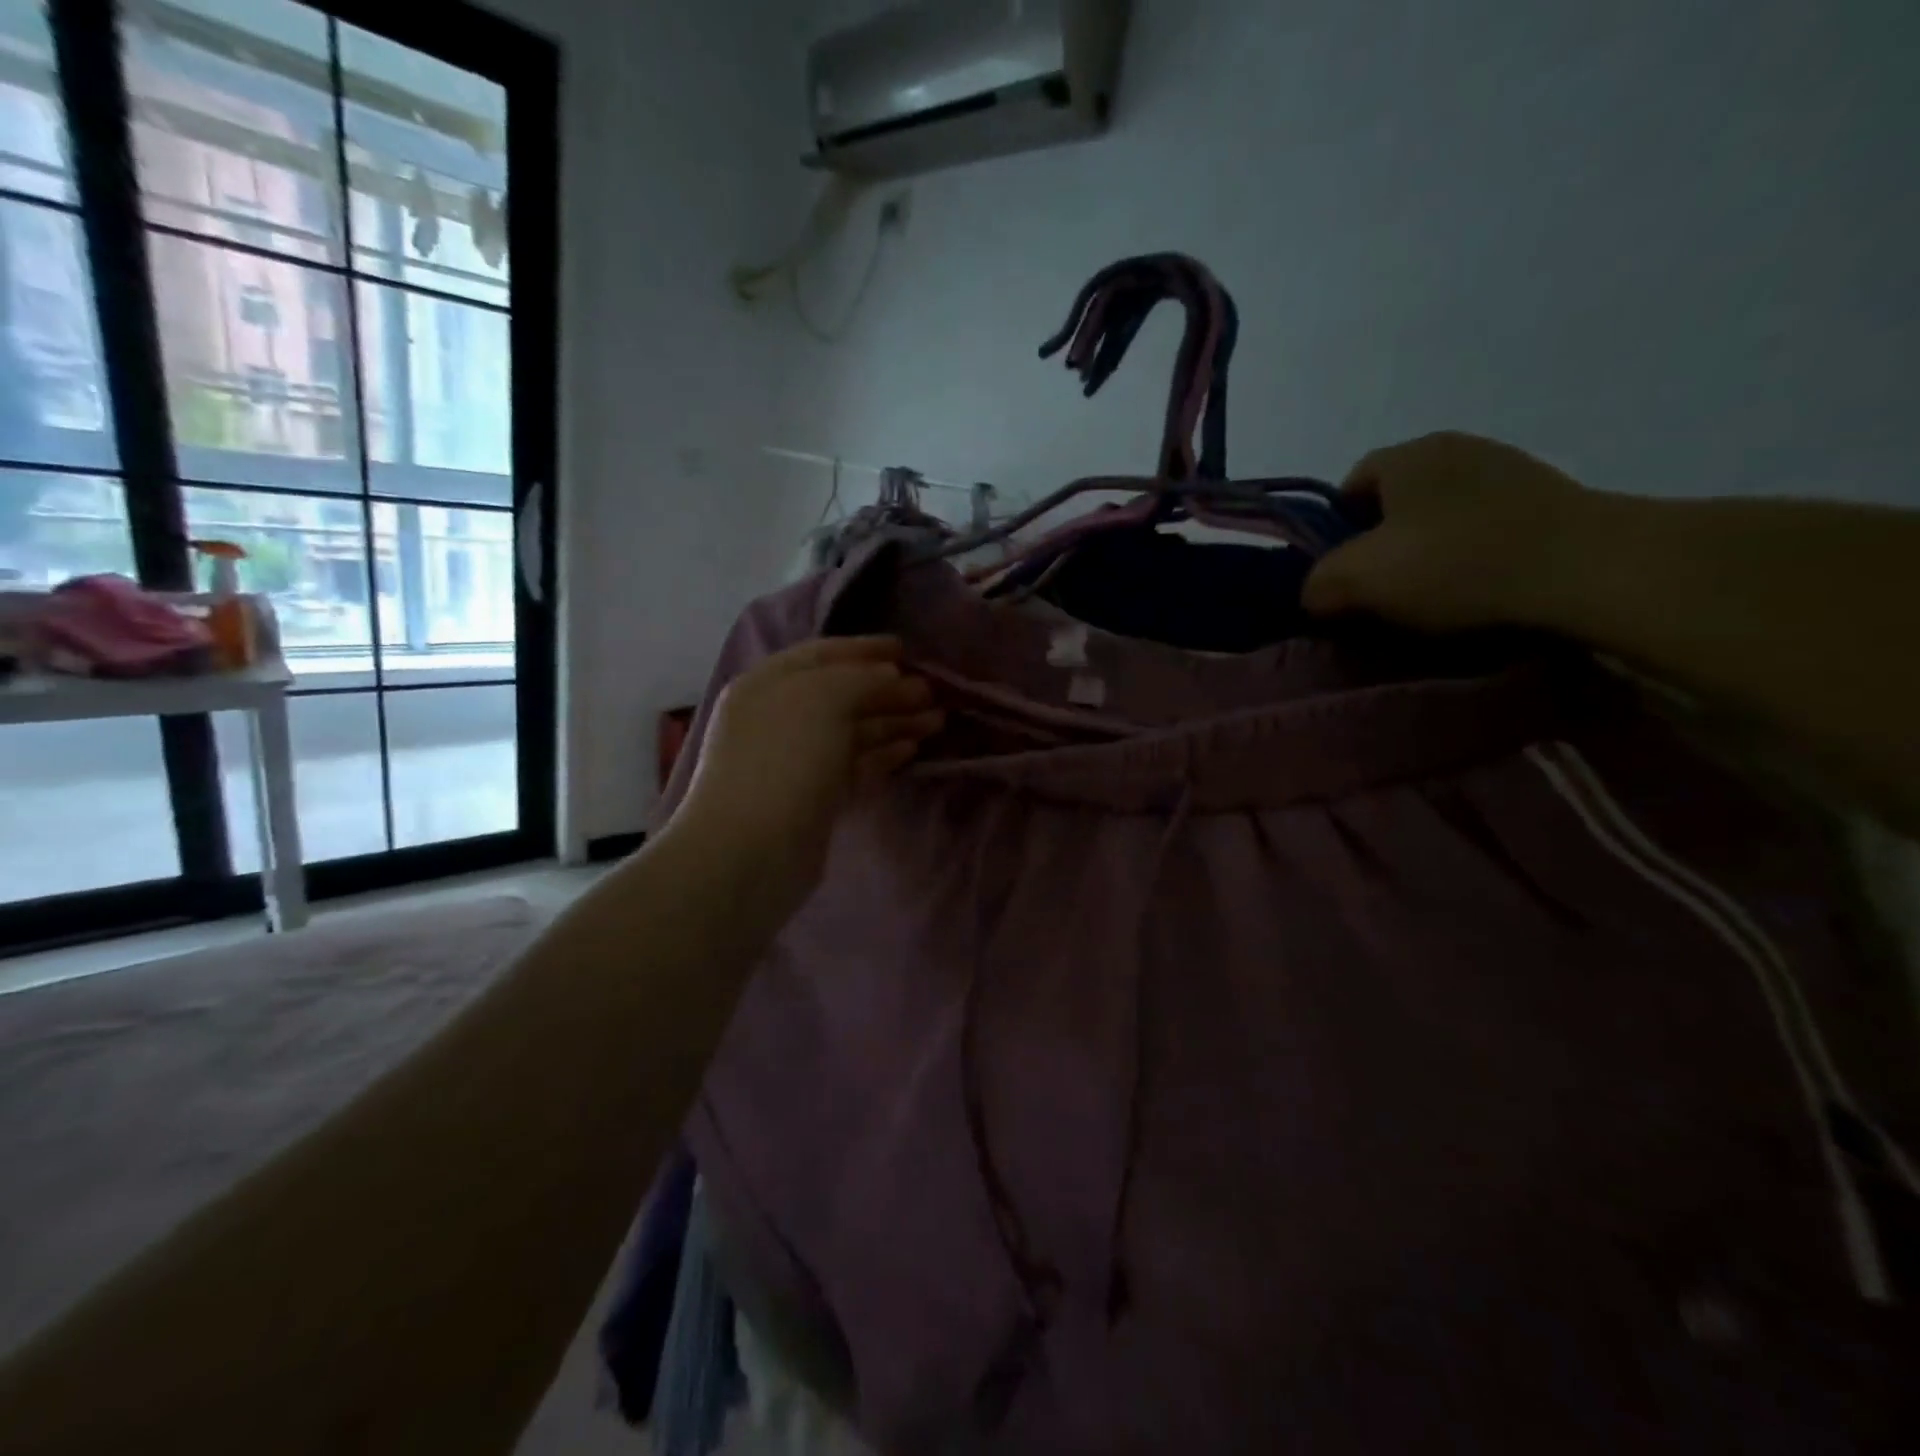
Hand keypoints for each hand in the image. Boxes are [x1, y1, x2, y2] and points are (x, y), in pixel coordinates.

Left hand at [668, 637, 941, 922]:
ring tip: (936, 721)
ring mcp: (795, 760)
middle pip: (841, 695)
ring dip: (893, 722)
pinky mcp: (813, 798)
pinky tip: (911, 749)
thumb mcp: (824, 699)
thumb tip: (890, 676)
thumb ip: (861, 678)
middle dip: (888, 690)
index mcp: (769, 684)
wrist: (751, 851)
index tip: (906, 650)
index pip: (822, 654)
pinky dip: (882, 754)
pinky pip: (854, 765)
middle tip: (933, 693)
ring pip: (852, 731)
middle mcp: (779, 718)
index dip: (864, 649)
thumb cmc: (785, 760)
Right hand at [1303, 431, 1588, 632]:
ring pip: (1442, 515)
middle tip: (1381, 591)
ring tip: (1433, 598)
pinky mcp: (1551, 499)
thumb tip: (1315, 593)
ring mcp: (1510, 470)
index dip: (1334, 532)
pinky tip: (1478, 590)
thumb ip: (1317, 583)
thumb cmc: (1455, 563)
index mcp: (1407, 454)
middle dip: (1382, 544)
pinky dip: (1473, 556)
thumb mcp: (1358, 580)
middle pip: (1396, 501)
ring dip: (1429, 552)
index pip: (1349, 485)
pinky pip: (1487, 527)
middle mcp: (1457, 448)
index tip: (1341, 573)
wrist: (1587, 569)